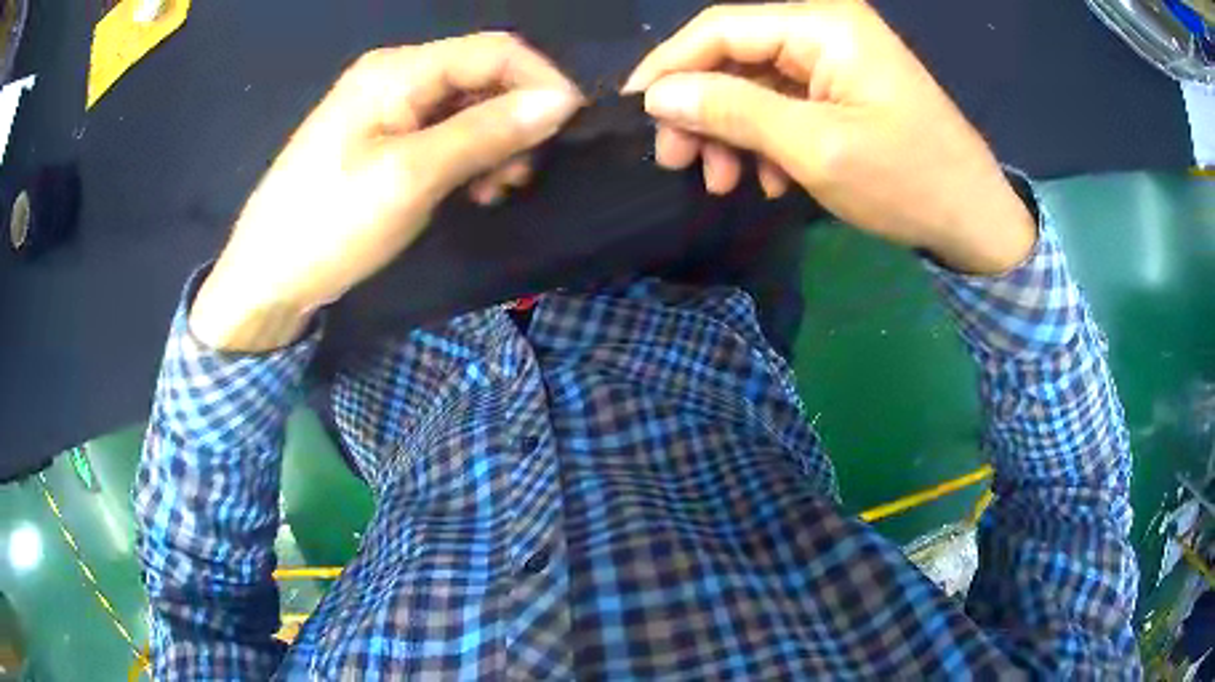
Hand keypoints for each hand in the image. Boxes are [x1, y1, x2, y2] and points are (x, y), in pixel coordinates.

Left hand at [191, 34, 581, 350]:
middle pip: (482, 77)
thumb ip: (487, 132)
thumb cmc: (329, 224)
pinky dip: (468, 159)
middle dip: (515, 120)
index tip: (570, 129)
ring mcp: (386, 110)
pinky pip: (443, 135)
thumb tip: (561, 102)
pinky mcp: (381, 142)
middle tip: (518, 177)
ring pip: (467, 109)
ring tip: (493, 192)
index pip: (495, 50)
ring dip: (494, 145)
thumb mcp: (412, 176)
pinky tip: (469, 192)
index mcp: (398, 70)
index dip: (541, 81)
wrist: (265, 279)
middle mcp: (395, 77)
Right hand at [623, 1, 1035, 274]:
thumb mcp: (815, 148)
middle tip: (678, 161)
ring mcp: (836, 59)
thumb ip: (733, 111)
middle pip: (735, 55)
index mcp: (823, 25)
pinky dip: (766, 140)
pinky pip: (785, 103)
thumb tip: (659, 96)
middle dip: (702, 107)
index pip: (721, 28)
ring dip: (731, 131)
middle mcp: (825, 28)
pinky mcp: (843, 89)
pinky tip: (769, 179)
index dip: (670, 66)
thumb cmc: (907, 182)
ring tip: (722, 182)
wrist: (975, 219)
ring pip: (755, 83)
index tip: (635, 111)